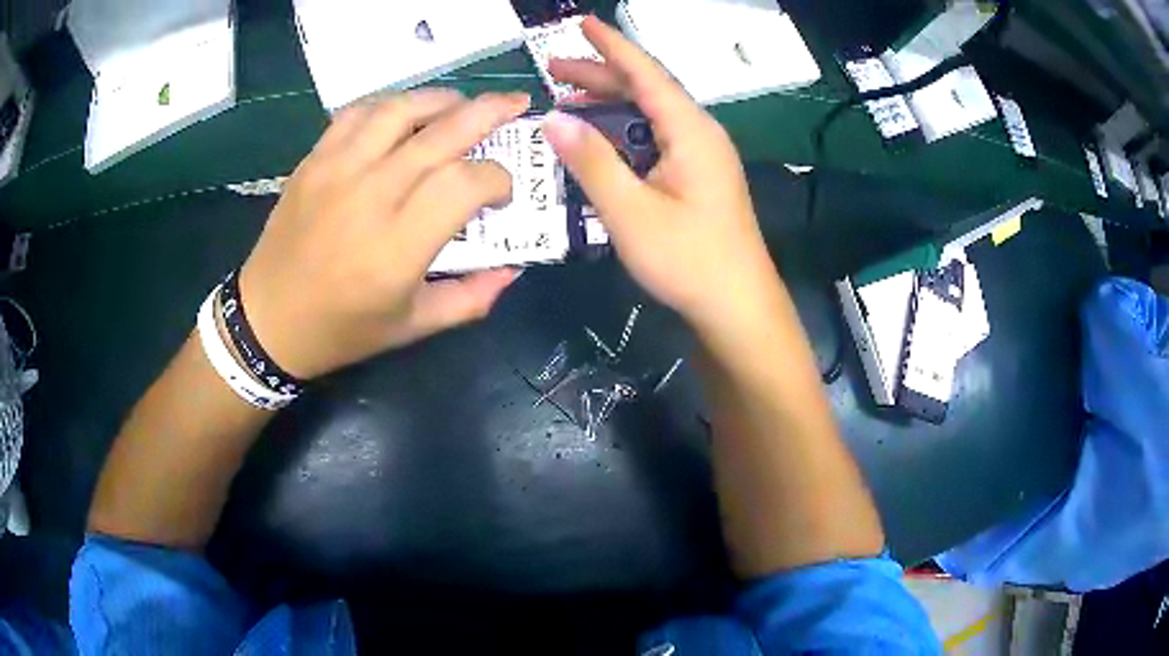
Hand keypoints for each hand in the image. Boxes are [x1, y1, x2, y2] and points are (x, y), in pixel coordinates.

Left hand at [237, 90, 530, 379]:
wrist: (267, 320)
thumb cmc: (341, 330)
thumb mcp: (412, 328)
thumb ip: (470, 298)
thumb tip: (514, 268)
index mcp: (397, 247)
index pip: (464, 184)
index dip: (498, 178)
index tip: (502, 193)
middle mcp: (369, 197)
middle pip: (441, 133)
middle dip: (488, 112)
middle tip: (515, 104)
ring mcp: (336, 171)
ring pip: (399, 109)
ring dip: (441, 99)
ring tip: (462, 105)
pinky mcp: (313, 160)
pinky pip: (357, 113)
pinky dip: (390, 105)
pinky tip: (405, 114)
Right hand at [543, 17, 783, 335]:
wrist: (737, 306)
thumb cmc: (688, 259)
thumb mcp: (630, 211)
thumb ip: (591, 161)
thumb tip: (553, 118)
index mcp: (690, 131)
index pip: (645, 73)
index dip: (611, 45)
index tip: (582, 21)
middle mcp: (700, 134)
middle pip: (647, 90)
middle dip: (601, 75)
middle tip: (553, 68)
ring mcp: (702, 156)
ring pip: (651, 115)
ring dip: (610, 103)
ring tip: (568, 97)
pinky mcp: (699, 177)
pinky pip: (656, 138)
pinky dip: (624, 131)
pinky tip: (600, 139)